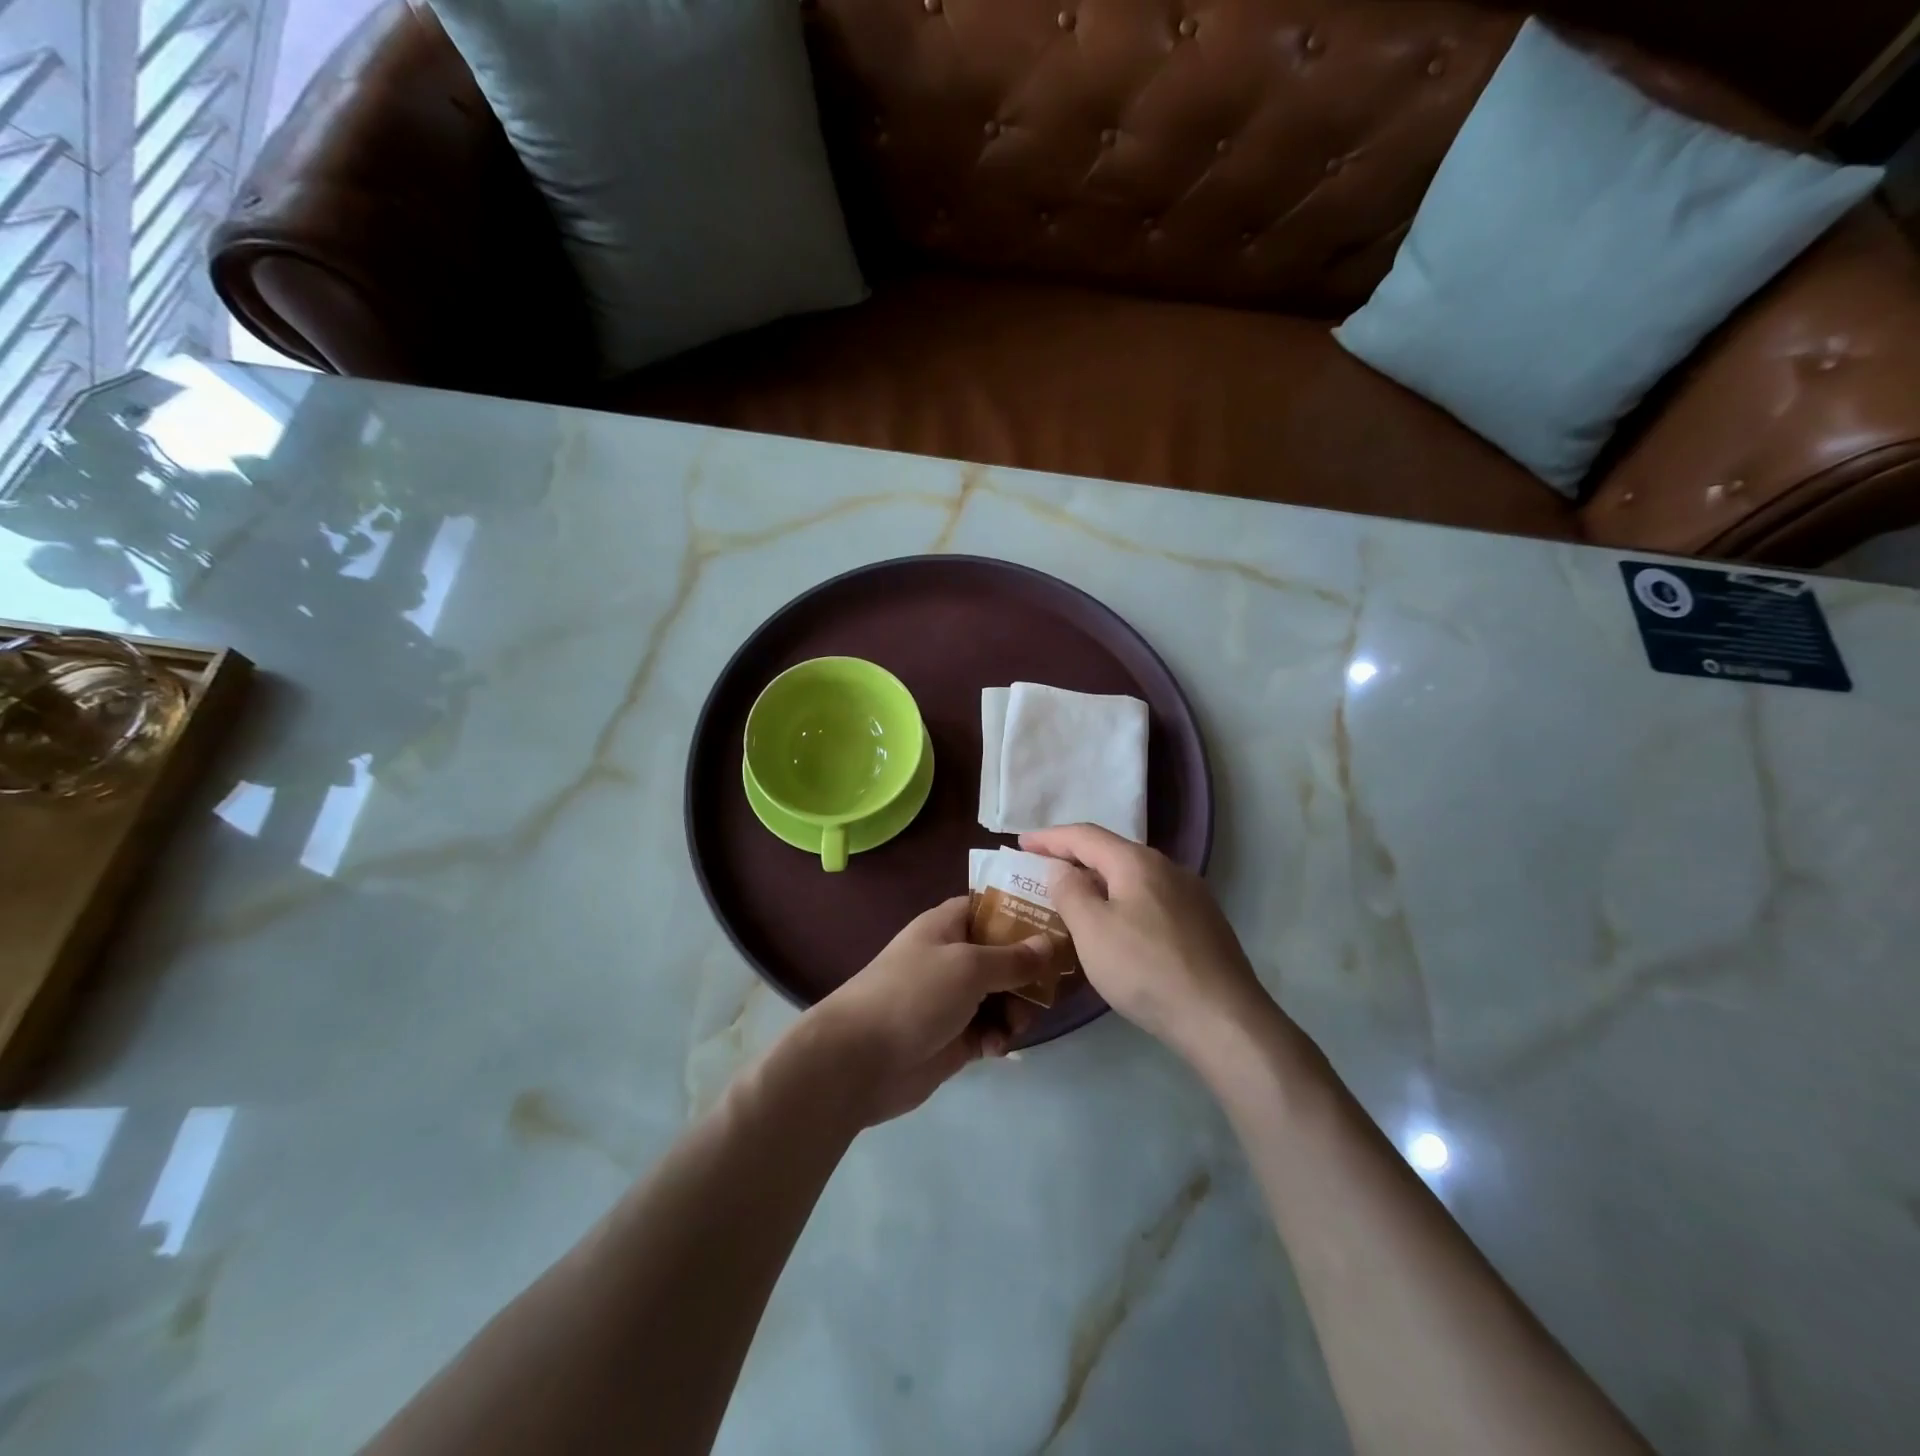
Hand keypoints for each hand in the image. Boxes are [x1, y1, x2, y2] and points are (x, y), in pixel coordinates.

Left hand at [802, 897, 1050, 1126]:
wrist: (859, 1061)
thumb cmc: (913, 995)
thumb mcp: (968, 967)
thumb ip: (1013, 958)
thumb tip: (1050, 943)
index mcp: (947, 926)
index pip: (992, 907)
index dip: (1024, 913)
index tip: (1060, 925)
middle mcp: (952, 957)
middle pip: (1005, 954)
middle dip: (1029, 972)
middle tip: (1051, 988)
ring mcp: (953, 998)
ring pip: (1003, 995)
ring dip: (1016, 1010)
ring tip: (1014, 1026)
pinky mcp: (955, 1037)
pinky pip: (991, 1029)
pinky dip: (999, 1037)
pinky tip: (996, 1048)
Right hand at [1019, 824, 1275, 1062]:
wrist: (1223, 1019)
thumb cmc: (1146, 969)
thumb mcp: (1092, 930)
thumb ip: (1070, 892)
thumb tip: (1061, 868)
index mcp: (1137, 862)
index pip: (1084, 835)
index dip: (1049, 838)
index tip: (1020, 843)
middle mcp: (1167, 867)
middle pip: (1111, 853)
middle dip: (1074, 859)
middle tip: (1042, 872)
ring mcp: (1190, 895)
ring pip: (1132, 878)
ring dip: (1099, 883)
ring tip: (1074, 900)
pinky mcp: (1202, 923)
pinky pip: (1150, 900)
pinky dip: (1122, 903)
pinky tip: (1116, 928)